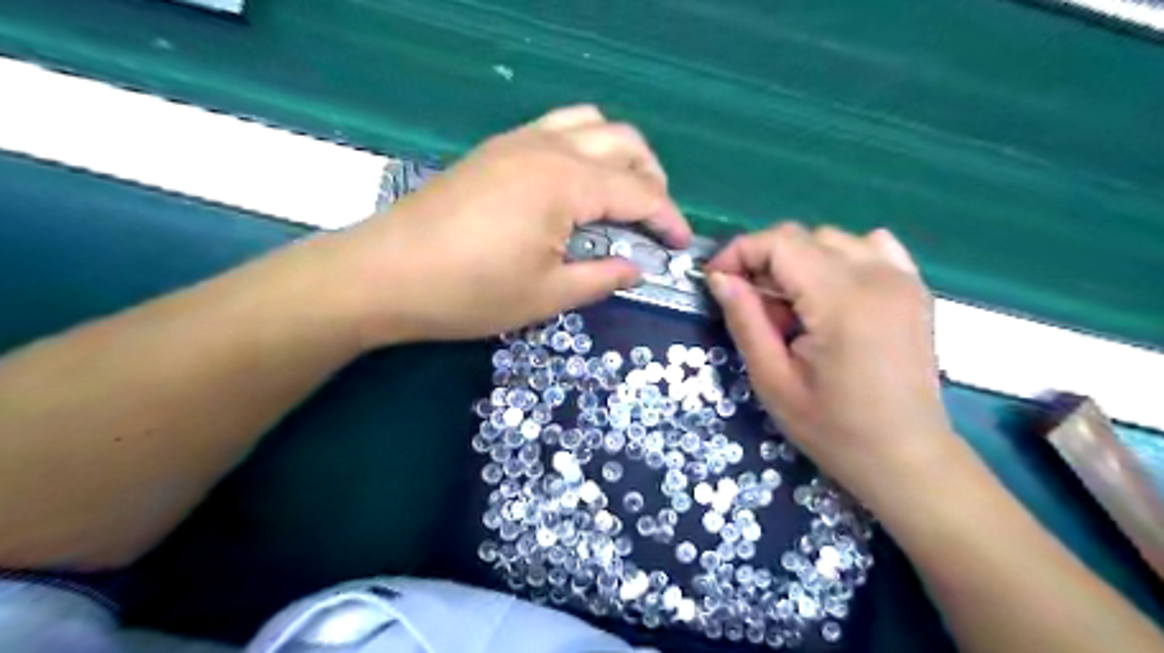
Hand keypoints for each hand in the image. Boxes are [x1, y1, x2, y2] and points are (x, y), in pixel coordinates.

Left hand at [326, 105, 687, 346]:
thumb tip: (637, 267)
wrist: (384, 273)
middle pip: (624, 144)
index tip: (682, 245)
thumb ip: (602, 278)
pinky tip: (577, 183)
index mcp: (566, 183)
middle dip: (652, 180)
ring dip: (620, 155)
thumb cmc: (469, 292)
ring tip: (622, 195)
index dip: (668, 219)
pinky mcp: (496, 149)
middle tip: (654, 222)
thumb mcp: (546, 295)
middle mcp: (548, 148)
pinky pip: (558, 128)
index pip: (639, 192)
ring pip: (592, 124)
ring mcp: (518, 141)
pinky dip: (585, 147)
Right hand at [711, 225, 954, 509]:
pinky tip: (831, 292)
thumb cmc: (833, 429)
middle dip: (764, 260)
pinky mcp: (914, 289)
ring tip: (791, 305)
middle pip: (804, 237)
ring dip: (799, 261)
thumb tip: (720, 278)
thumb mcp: (773, 381)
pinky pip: (872, 248)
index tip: (716, 280)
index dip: (739, 252)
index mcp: (840, 300)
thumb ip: (745, 321)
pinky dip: (840, 258)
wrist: (907, 457)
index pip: (780, 242)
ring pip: (833, 239)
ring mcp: (902, 279)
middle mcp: (877, 276)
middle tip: (751, 304)